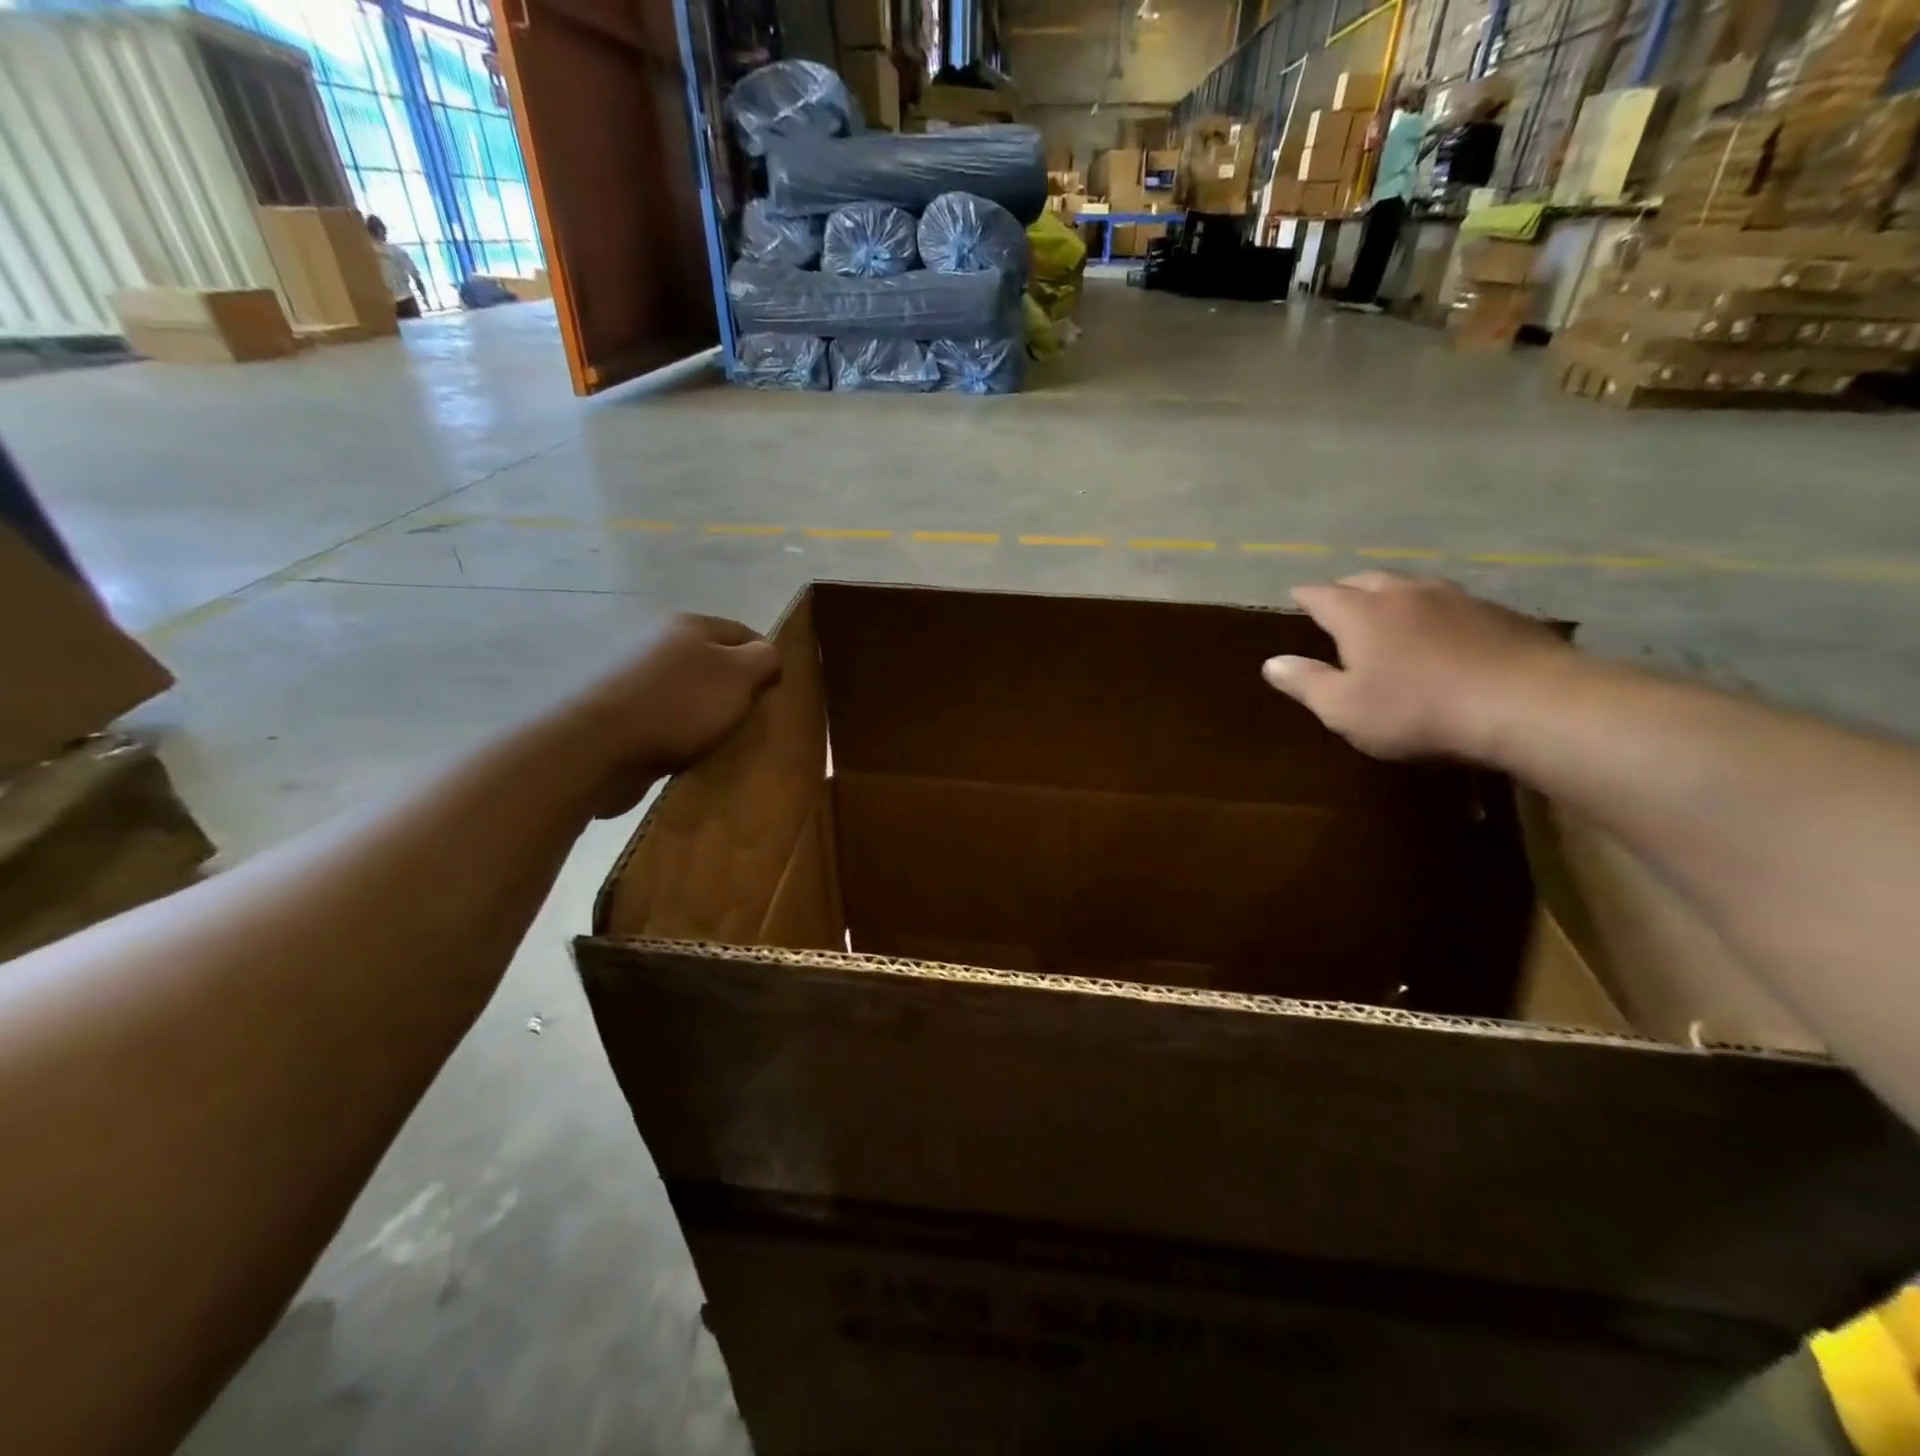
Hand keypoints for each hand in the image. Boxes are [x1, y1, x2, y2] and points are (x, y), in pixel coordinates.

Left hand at [572, 614, 781, 814]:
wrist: (598, 746)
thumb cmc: (679, 705)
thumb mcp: (739, 675)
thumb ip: (765, 658)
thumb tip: (769, 656)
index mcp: (691, 625)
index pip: (746, 633)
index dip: (767, 661)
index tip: (777, 695)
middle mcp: (662, 643)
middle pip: (717, 664)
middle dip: (737, 692)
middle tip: (754, 721)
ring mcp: (638, 677)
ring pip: (692, 694)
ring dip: (709, 716)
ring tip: (724, 742)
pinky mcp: (623, 712)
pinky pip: (668, 720)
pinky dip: (683, 735)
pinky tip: (691, 754)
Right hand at [1261, 573, 1571, 759]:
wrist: (1527, 704)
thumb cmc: (1417, 710)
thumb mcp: (1344, 708)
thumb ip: (1306, 683)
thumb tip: (1271, 663)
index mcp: (1361, 614)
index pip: (1322, 595)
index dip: (1306, 596)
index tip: (1295, 595)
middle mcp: (1405, 594)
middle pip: (1368, 579)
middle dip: (1348, 587)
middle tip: (1338, 598)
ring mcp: (1455, 599)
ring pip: (1413, 585)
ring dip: (1393, 593)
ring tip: (1387, 605)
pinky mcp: (1497, 613)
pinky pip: (1451, 602)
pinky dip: (1433, 610)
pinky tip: (1440, 627)